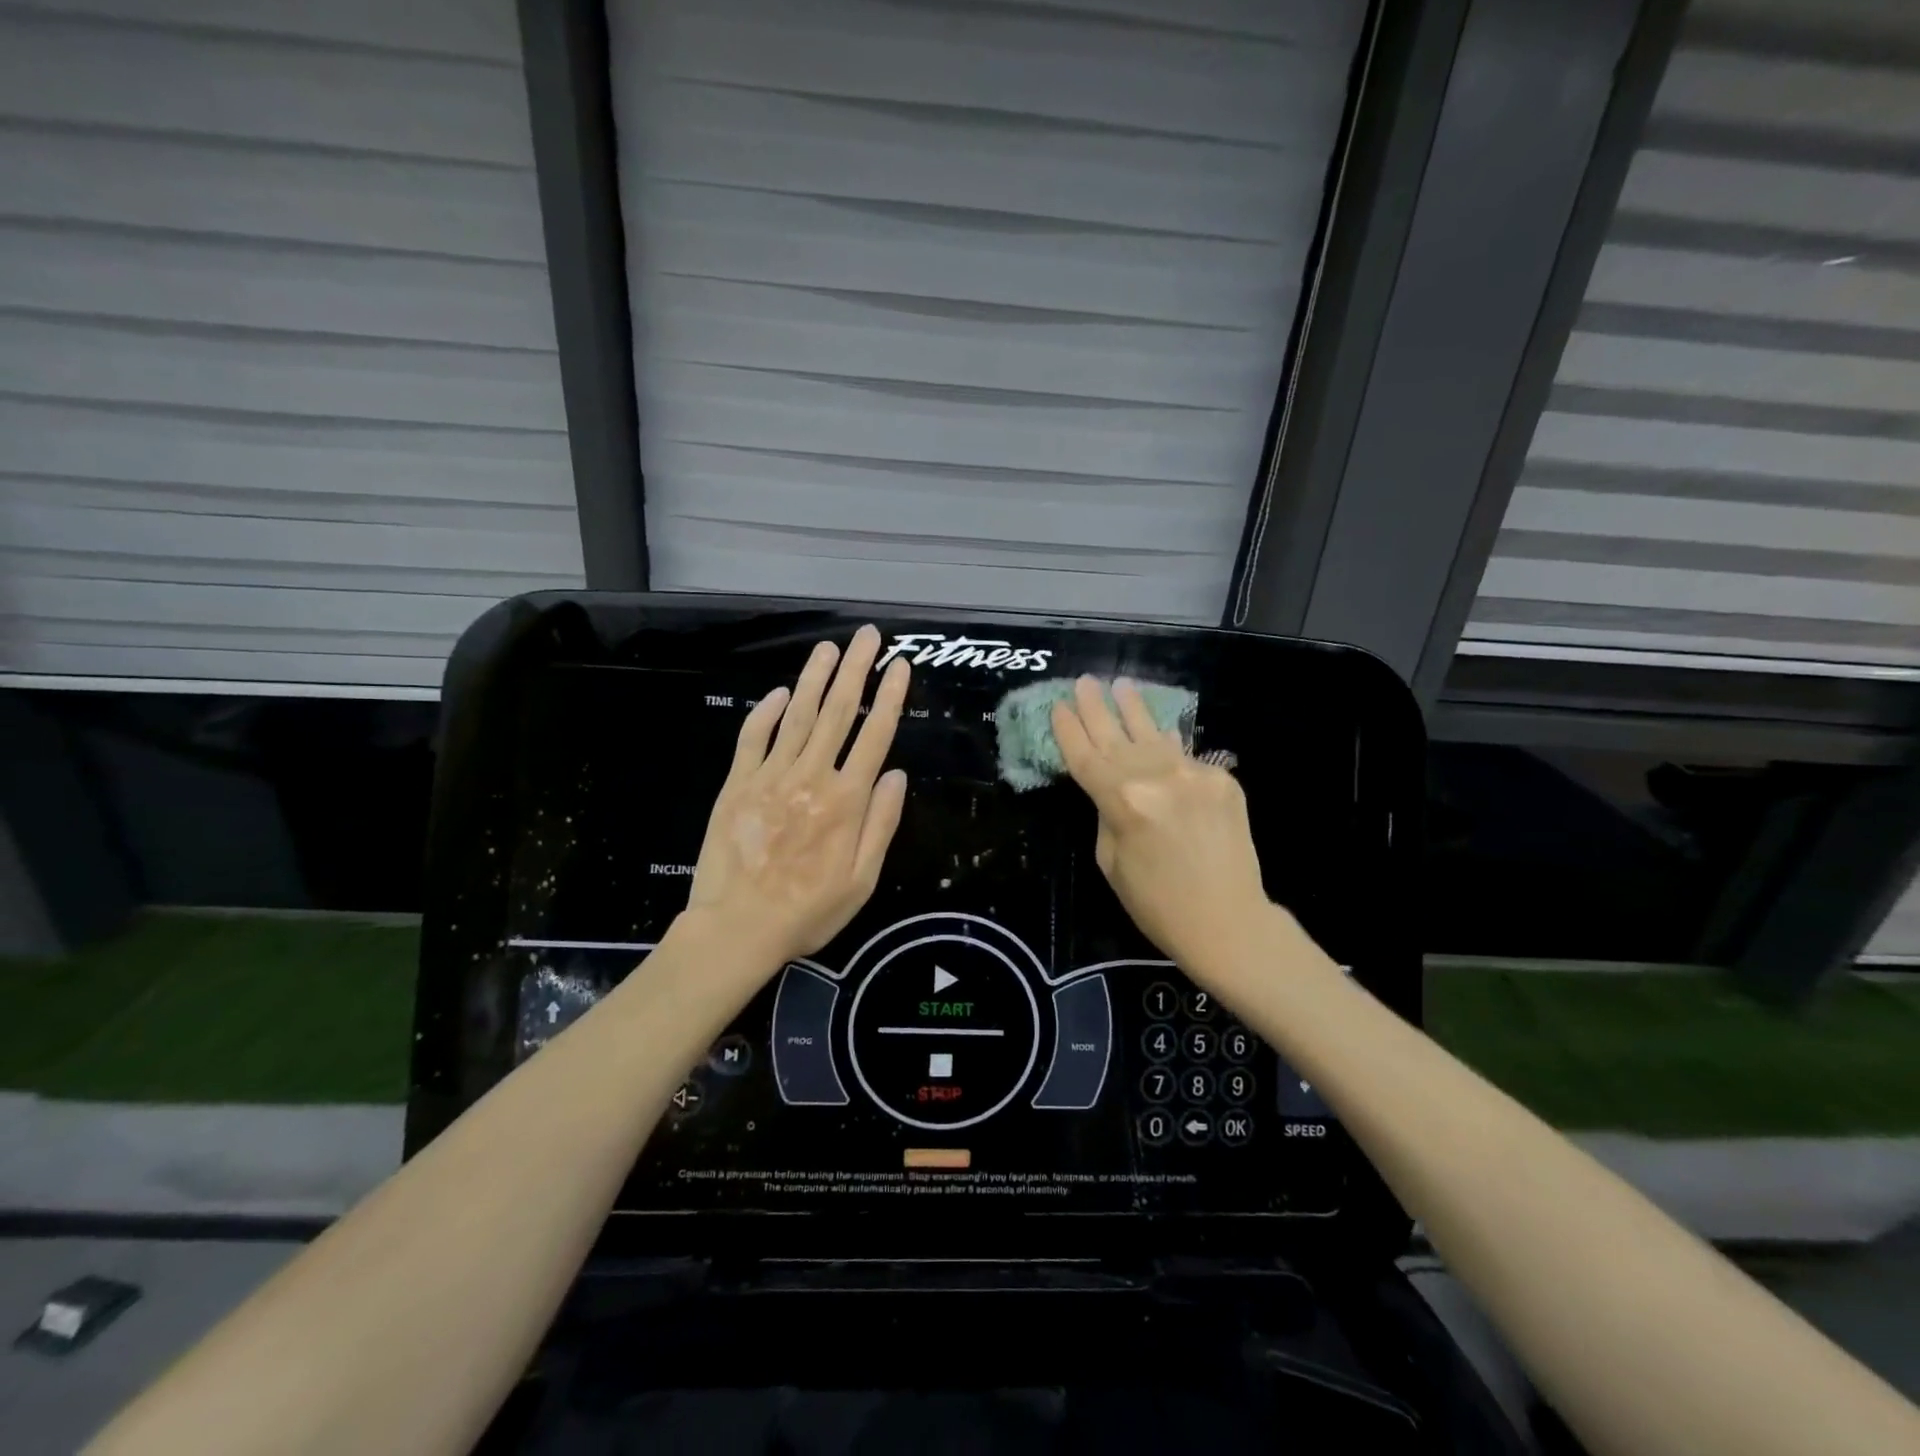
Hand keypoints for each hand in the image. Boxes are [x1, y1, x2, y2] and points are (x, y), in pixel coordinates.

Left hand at [685, 625, 909, 966]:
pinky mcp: (737, 783)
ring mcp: (770, 776)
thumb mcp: (862, 880)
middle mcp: (811, 777)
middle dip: (855, 669)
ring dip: (815, 678)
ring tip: (829, 647)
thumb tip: (896, 774)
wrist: (737, 929)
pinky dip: (767, 711)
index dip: (890, 696)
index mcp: (846, 801)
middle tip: (866, 635)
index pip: (875, 735)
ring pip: (797, 715)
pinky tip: (781, 691)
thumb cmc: (808, 911)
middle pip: (838, 712)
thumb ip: (881, 824)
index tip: (899, 665)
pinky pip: (753, 737)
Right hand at [1051, 676, 1270, 974]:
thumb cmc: (1156, 903)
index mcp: (1122, 800)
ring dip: (1134, 709)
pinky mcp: (1222, 780)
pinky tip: (1159, 730)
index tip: (1058, 706)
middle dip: (1096, 708)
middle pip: (1116, 735)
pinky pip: (1186, 756)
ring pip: (1154, 734)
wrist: (1228, 921)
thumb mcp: (1110, 861)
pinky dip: (1168, 745)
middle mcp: (1157, 776)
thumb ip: (1107, 813)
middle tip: (1084, 681)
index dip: (1069, 730)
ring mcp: (1194, 774)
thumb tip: (1114, 786)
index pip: (1085, 756)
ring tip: (1121, 685)